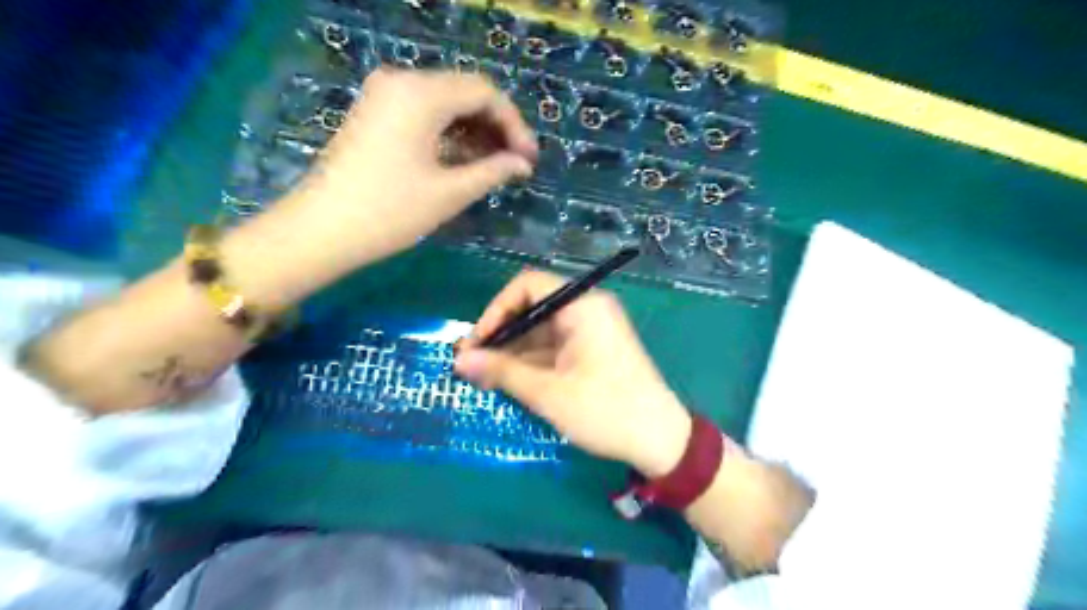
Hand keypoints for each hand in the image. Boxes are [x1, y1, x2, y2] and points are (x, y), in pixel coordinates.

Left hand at [288, 66, 532, 263]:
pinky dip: (449, 133)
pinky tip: (466, 160)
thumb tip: (523, 164)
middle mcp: (402, 81)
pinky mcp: (376, 113)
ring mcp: (384, 95)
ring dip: (474, 131)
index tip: (529, 158)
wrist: (322, 230)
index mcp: (421, 94)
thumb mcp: (450, 192)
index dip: (514, 124)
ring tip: (495, 166)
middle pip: (465, 92)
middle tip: (516, 163)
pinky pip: (424, 113)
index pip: (484, 92)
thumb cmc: (390, 211)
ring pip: (445, 103)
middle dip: (496, 127)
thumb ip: (492, 171)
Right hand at [456, 270, 690, 476]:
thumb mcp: (548, 392)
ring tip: (482, 378)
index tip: (477, 343)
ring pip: (539, 331)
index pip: (528, 286)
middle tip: (470, 365)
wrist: (659, 441)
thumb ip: (502, 371)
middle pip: (532, 308)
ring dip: (511, 352)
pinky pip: (552, 347)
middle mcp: (586, 310)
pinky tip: (507, 381)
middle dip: (500, 335)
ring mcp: (590, 330)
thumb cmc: (606, 410)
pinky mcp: (590, 350)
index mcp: (582, 306)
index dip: (496, 310)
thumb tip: (460, 360)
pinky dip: (529, 361)